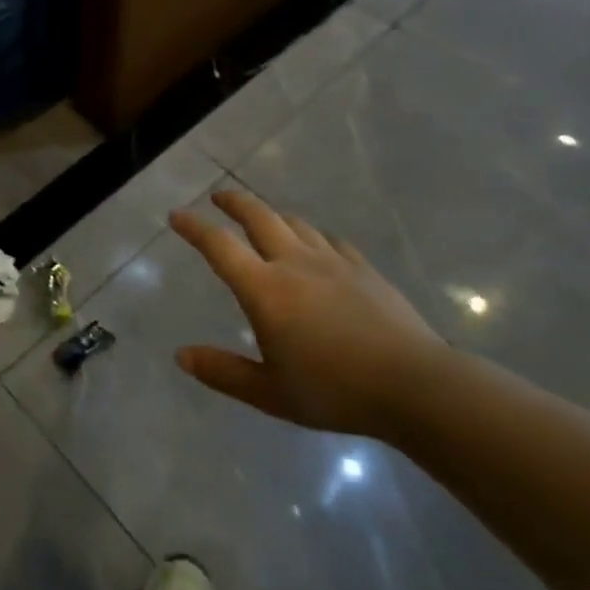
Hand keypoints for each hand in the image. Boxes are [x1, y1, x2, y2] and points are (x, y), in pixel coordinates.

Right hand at [171, 190, 449, 439]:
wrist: (413, 385)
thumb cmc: (334, 391)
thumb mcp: (270, 393)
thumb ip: (223, 372)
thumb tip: (181, 356)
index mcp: (264, 289)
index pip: (218, 246)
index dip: (193, 227)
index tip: (176, 215)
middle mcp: (293, 263)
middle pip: (258, 216)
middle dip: (233, 202)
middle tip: (218, 197)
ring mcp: (332, 261)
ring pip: (294, 223)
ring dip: (272, 215)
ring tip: (263, 219)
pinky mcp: (363, 269)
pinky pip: (330, 240)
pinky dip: (313, 235)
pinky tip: (317, 246)